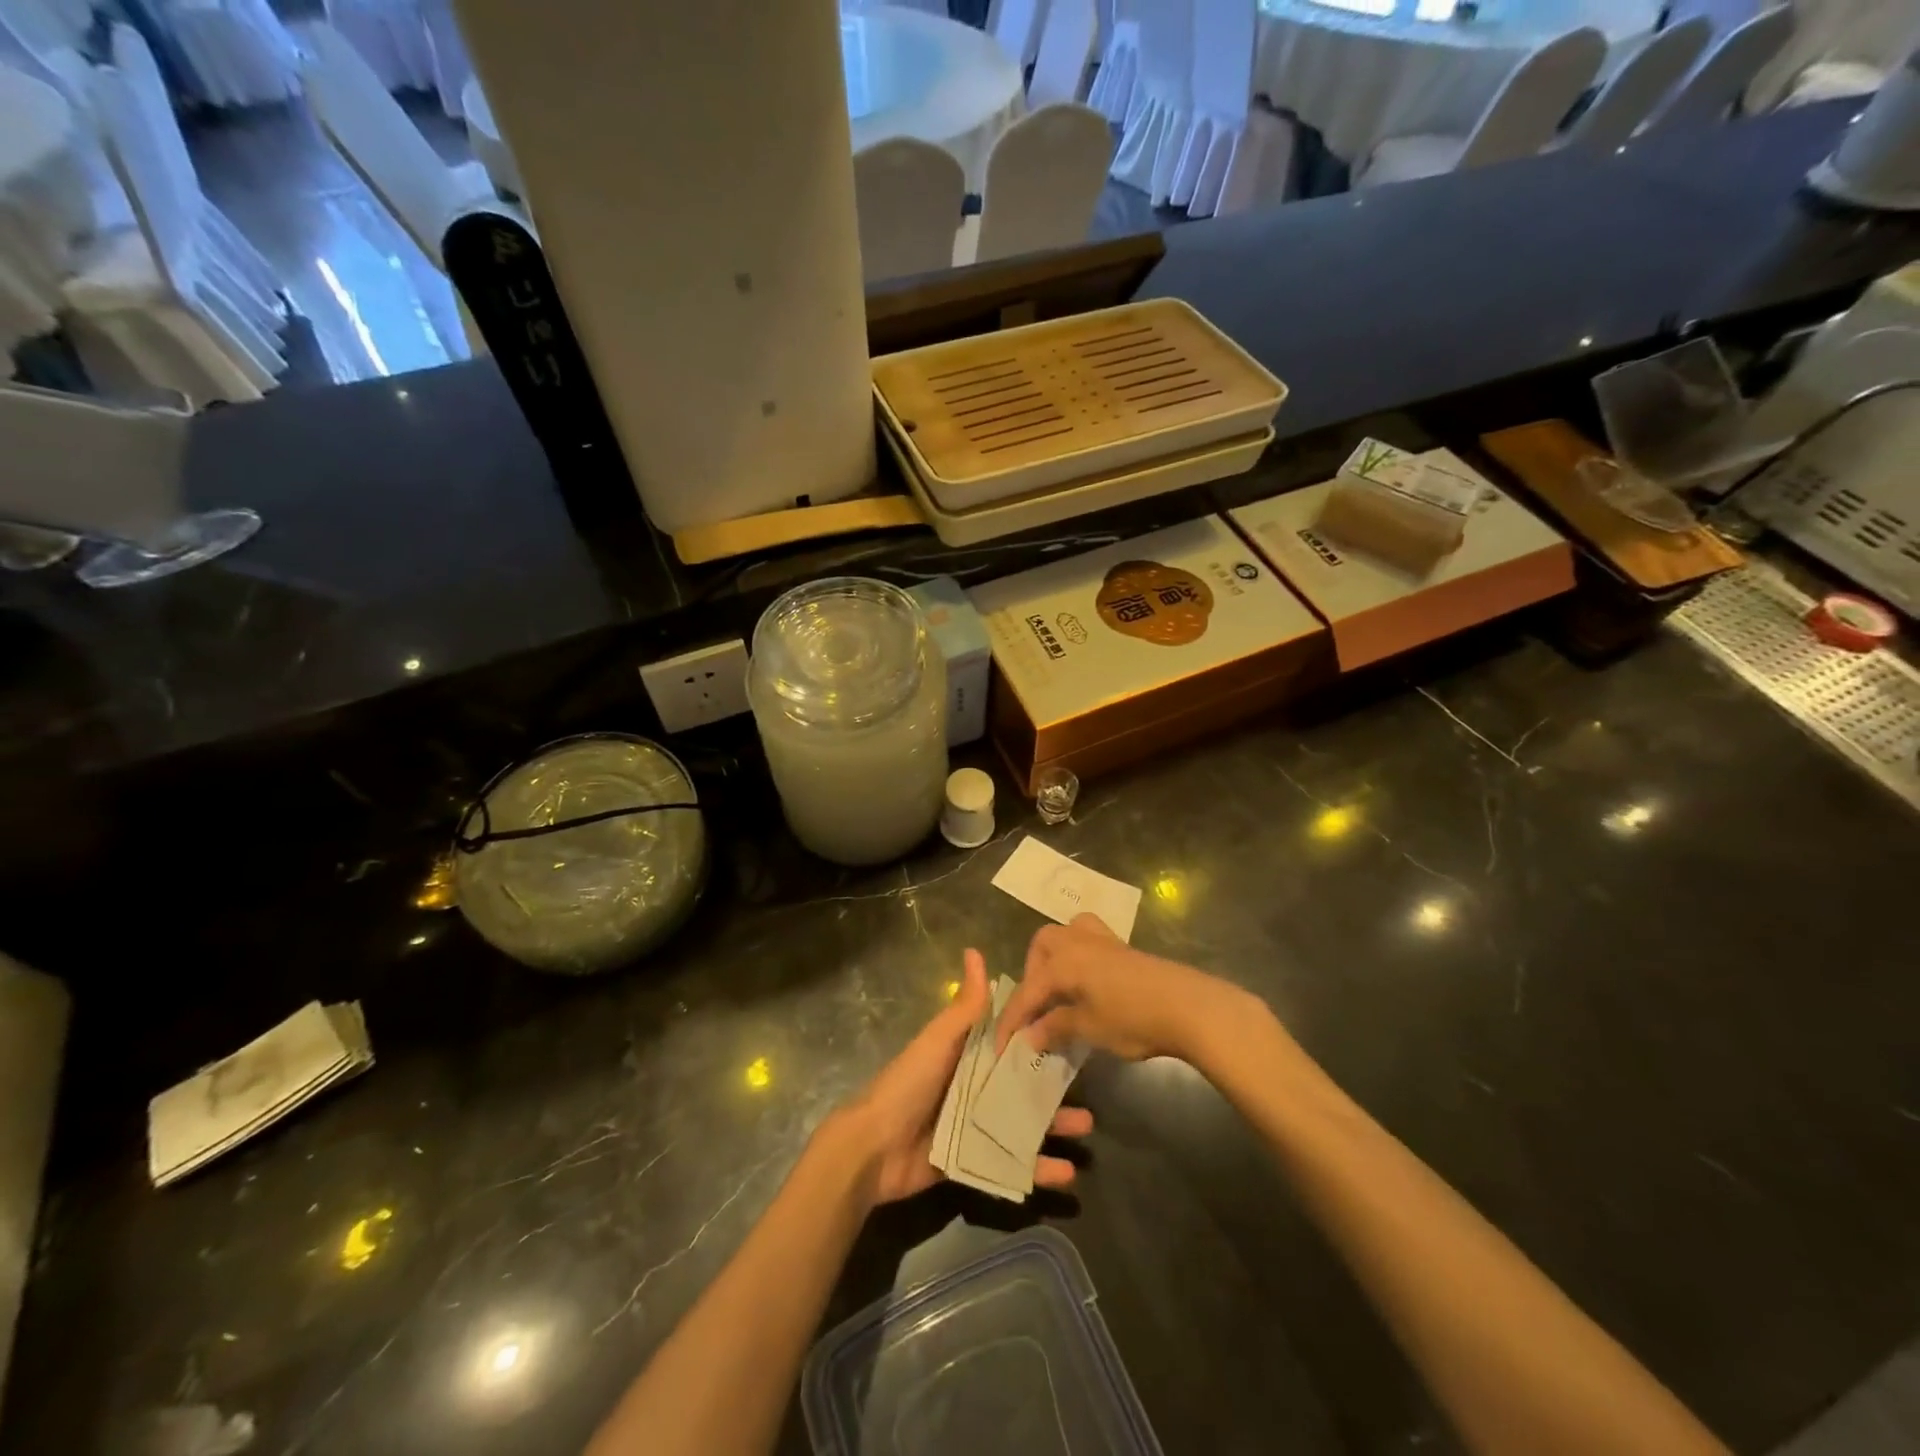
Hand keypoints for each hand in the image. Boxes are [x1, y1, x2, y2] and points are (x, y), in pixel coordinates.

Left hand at [841, 947, 1092, 1204]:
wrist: (874, 1148)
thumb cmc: (909, 1084)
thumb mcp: (939, 1040)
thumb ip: (964, 1005)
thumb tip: (975, 952)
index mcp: (966, 1055)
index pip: (1009, 1043)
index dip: (1038, 1039)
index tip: (1073, 1033)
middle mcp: (973, 1088)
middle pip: (1021, 1086)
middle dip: (1054, 1089)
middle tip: (1089, 1088)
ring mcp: (975, 1127)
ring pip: (1023, 1124)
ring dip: (1054, 1127)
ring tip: (1087, 1130)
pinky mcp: (973, 1161)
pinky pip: (1011, 1164)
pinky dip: (1038, 1169)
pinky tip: (1066, 1172)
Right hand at [995, 914, 1255, 1064]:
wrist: (1189, 1006)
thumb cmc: (1133, 1019)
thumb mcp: (1089, 1028)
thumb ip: (1055, 1028)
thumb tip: (1029, 1036)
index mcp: (1063, 961)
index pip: (1027, 991)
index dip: (1012, 1021)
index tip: (1000, 1048)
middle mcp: (1077, 942)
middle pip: (1042, 946)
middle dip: (1032, 974)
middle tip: (1037, 1008)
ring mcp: (1103, 940)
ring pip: (1066, 935)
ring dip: (1054, 958)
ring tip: (1059, 990)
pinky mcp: (1124, 948)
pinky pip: (1088, 940)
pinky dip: (1078, 956)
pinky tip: (1087, 983)